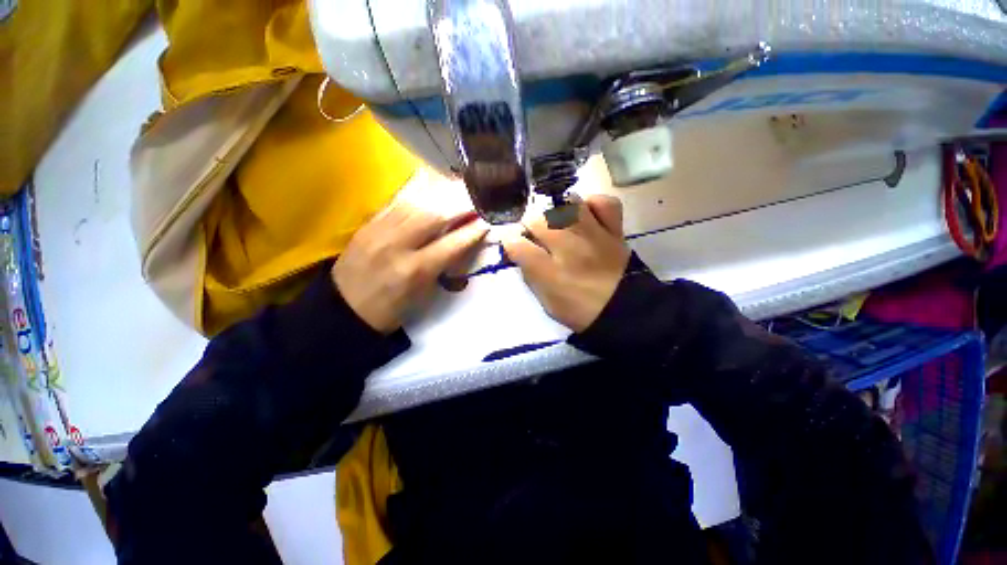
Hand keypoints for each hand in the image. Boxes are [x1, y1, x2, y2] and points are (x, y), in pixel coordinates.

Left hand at [334, 201, 487, 332]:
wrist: (343, 310)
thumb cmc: (390, 310)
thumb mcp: (423, 294)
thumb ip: (442, 266)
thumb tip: (460, 243)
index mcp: (415, 270)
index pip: (452, 244)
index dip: (472, 231)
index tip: (486, 222)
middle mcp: (397, 245)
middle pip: (434, 215)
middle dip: (459, 205)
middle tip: (474, 200)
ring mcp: (379, 231)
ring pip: (415, 204)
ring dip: (439, 197)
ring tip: (455, 192)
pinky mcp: (367, 226)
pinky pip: (396, 205)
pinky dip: (417, 198)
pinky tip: (428, 195)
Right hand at [501, 195, 630, 331]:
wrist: (625, 311)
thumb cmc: (581, 310)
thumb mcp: (547, 302)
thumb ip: (531, 276)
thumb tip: (521, 253)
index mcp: (550, 272)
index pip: (517, 245)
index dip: (510, 243)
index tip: (513, 245)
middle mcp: (569, 248)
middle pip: (538, 220)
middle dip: (530, 226)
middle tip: (536, 237)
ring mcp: (594, 235)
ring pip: (567, 205)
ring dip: (557, 213)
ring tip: (559, 224)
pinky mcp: (614, 231)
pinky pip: (604, 203)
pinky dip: (593, 204)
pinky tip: (586, 214)